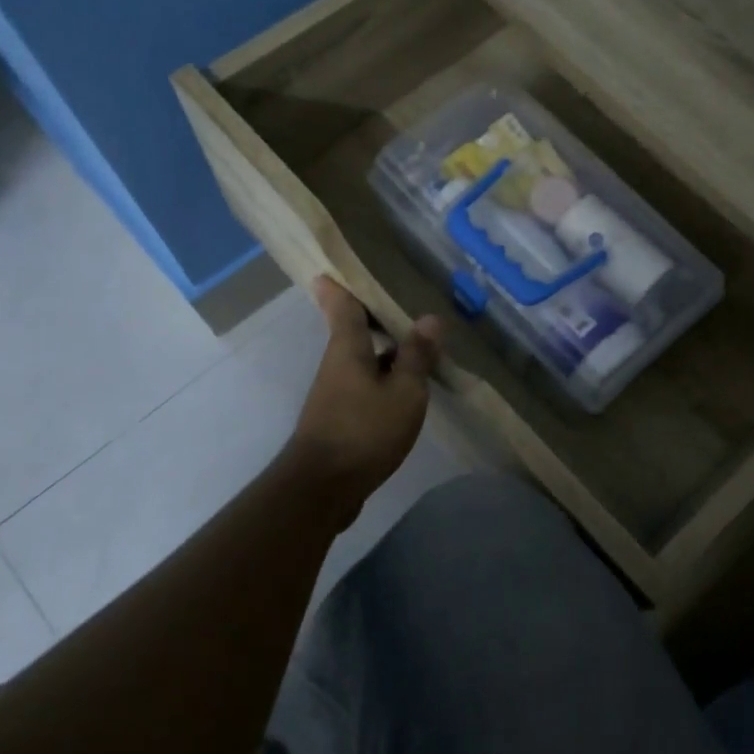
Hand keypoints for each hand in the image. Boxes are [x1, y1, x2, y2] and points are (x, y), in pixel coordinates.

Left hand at [282, 278, 441, 511]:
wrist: (323, 488)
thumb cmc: (364, 431)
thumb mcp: (403, 392)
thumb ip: (416, 356)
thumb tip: (430, 319)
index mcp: (348, 348)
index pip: (341, 304)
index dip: (340, 284)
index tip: (337, 265)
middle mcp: (337, 364)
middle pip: (352, 329)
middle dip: (373, 315)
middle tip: (402, 300)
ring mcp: (335, 392)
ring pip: (362, 358)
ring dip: (385, 348)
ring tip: (417, 341)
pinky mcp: (340, 417)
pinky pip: (365, 383)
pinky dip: (384, 375)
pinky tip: (407, 386)